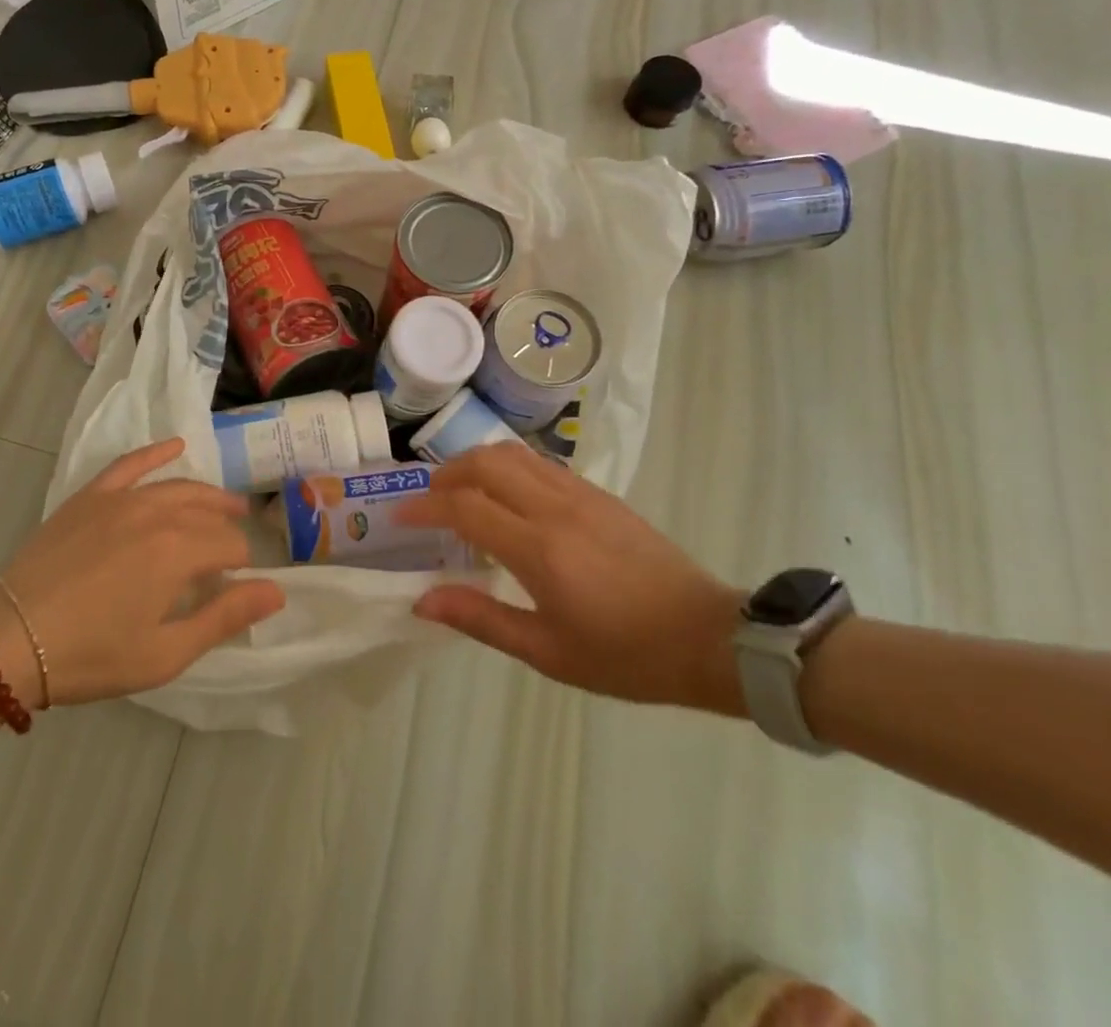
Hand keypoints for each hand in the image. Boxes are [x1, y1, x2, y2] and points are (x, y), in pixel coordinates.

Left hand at [0, 438, 284, 707]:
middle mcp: (157, 513)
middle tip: (236, 552)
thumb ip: (224, 617)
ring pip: (178, 487)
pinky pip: (130, 464)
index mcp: (179, 551)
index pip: (230, 546)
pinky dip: (155, 453)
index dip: (242, 566)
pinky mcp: (90, 496)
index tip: (238, 587)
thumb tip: (277, 590)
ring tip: (227, 505)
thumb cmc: (92, 654)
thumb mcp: (166, 652)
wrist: (8, 639)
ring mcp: (120, 499)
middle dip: (228, 532)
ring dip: (208, 496)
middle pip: (208, 515)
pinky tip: (175, 446)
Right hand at [398, 445, 744, 712]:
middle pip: (484, 463)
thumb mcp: (548, 653)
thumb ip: (481, 619)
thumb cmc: (626, 656)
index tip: (401, 516)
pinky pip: (541, 463)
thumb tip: (423, 600)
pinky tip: (507, 495)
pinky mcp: (600, 494)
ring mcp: (581, 495)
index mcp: (538, 549)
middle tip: (429, 501)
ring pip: (513, 454)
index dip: (425, 507)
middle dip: (446, 474)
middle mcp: (555, 509)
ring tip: (461, 490)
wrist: (710, 638)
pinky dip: (509, 467)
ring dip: (476, 463)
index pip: (465, 507)